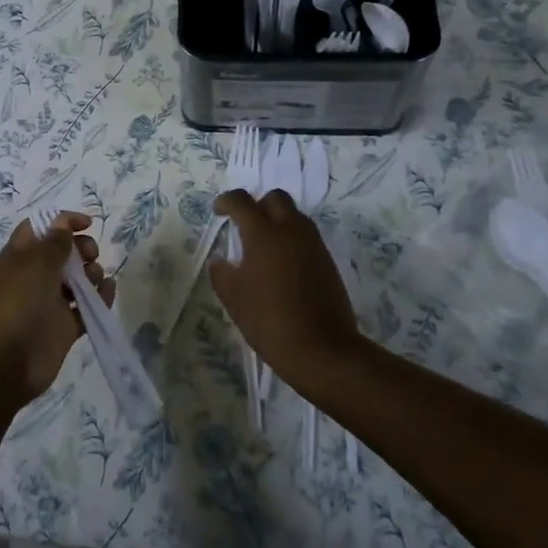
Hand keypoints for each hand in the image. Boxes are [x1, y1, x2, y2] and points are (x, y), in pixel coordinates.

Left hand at [0, 212, 112, 407]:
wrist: (6, 364)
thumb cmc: (17, 304)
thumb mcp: (35, 265)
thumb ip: (54, 243)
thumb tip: (62, 222)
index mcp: (19, 257)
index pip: (40, 229)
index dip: (62, 222)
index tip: (87, 224)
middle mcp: (33, 277)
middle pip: (62, 253)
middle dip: (81, 248)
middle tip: (91, 255)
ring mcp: (48, 303)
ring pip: (76, 280)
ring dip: (91, 273)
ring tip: (95, 279)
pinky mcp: (62, 328)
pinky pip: (85, 308)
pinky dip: (99, 298)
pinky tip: (109, 291)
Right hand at [209, 189, 360, 391]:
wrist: (323, 350)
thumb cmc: (270, 321)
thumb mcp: (234, 299)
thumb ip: (222, 274)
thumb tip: (220, 262)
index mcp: (263, 234)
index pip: (242, 201)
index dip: (227, 201)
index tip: (218, 212)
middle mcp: (291, 230)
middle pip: (276, 198)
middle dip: (258, 204)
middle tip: (245, 224)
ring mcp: (313, 245)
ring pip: (295, 216)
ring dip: (277, 221)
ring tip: (263, 247)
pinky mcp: (328, 261)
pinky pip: (306, 237)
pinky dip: (292, 240)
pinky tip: (282, 266)